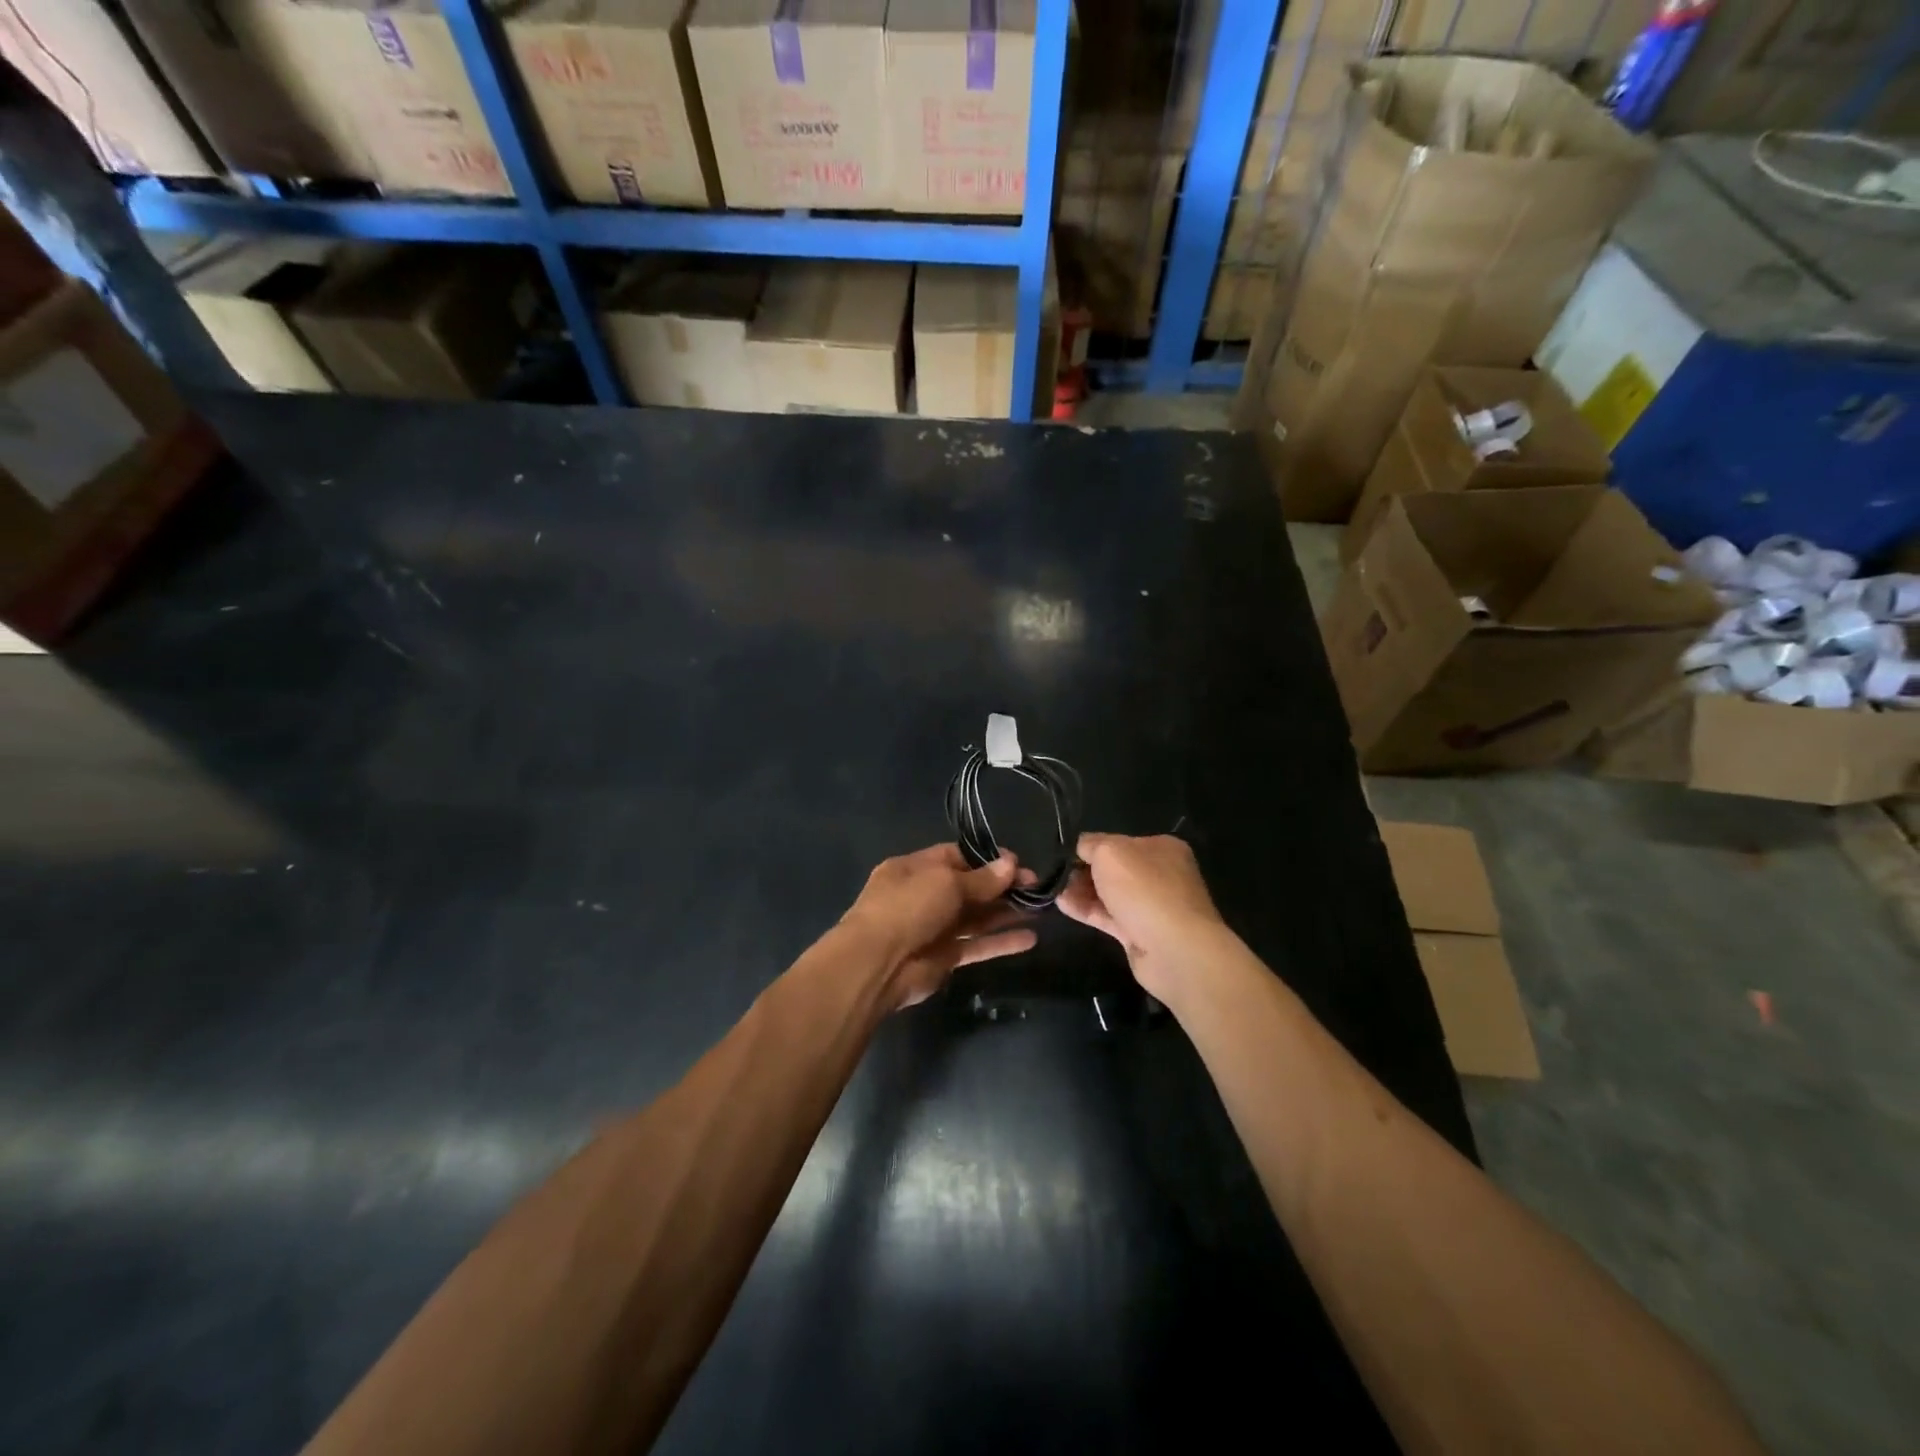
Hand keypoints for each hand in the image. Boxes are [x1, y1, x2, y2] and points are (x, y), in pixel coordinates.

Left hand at [838, 844, 1038, 1009]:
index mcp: (915, 868)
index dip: (987, 859)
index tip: (1018, 864)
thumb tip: (1011, 864)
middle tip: (1037, 886)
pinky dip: (1001, 942)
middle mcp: (924, 895)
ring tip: (1041, 908)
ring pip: (976, 917)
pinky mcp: (944, 957)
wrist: (877, 965)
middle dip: (1002, 886)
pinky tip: (1031, 938)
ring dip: (1006, 912)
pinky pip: (977, 945)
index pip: (956, 856)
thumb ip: (981, 878)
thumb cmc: (907, 908)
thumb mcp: (945, 882)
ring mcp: (934, 928)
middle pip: (970, 887)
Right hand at [1057, 833, 1228, 1001]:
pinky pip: (1109, 916)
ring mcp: (1151, 906)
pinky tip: (1062, 905)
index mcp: (1161, 848)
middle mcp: (1160, 875)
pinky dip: (1087, 910)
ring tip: (1054, 890)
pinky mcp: (1140, 934)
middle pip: (1114, 869)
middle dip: (1085, 871)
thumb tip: (1081, 847)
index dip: (1091, 847)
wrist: (1175, 950)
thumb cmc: (1145, 890)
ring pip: (1110, 894)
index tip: (1066, 856)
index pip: (1118, 841)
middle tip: (1058, 876)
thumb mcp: (1110, 852)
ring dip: (1082, 891)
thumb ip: (1091, 844)